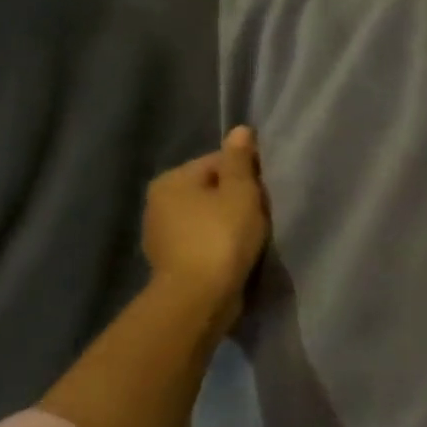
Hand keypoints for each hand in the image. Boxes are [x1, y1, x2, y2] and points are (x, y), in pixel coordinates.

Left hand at [142, 125, 268, 327]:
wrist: (199, 296)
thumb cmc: (222, 237)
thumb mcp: (240, 193)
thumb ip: (240, 161)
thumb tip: (240, 130)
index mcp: (172, 180)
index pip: (217, 162)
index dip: (247, 172)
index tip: (268, 190)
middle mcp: (159, 202)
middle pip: (210, 189)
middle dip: (236, 197)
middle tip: (264, 212)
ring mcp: (162, 233)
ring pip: (206, 216)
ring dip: (228, 221)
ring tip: (253, 234)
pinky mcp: (172, 260)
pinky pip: (202, 239)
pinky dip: (219, 242)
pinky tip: (236, 252)